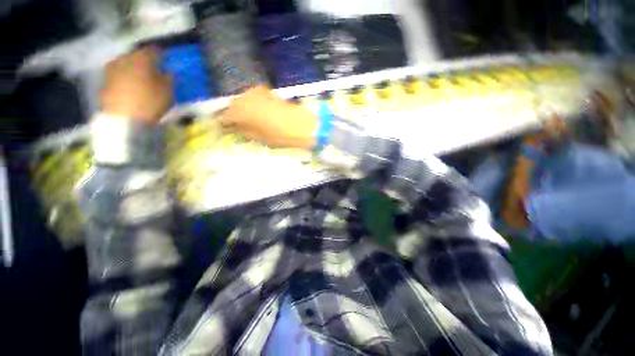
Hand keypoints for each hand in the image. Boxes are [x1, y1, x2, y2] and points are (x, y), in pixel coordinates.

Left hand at [100, 48, 172, 123]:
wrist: (125, 119)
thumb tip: (167, 71)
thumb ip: (169, 78)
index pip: (153, 51)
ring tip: (139, 78)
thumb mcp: (168, 91)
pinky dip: (124, 78)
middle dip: (144, 61)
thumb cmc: (151, 102)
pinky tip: (129, 87)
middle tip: (152, 69)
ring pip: (124, 64)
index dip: (160, 54)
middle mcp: (124, 59)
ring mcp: (112, 70)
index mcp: (141, 59)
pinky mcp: (105, 82)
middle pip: (136, 56)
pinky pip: (117, 75)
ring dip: (132, 68)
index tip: (166, 59)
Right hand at [219, 86, 317, 149]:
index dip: (224, 124)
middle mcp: (243, 98)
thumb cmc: (278, 135)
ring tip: (250, 120)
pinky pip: (253, 98)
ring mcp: (255, 92)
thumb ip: (242, 131)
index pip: (224, 117)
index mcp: (239, 112)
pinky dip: (253, 104)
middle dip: (233, 115)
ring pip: (242, 100)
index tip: (226, 130)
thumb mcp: (258, 137)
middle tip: (238, 125)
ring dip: (243, 109)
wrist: (299, 125)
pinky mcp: (266, 91)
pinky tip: (259, 113)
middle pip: (233, 106)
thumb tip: (233, 128)